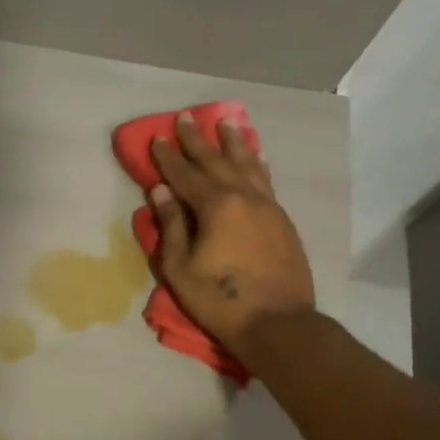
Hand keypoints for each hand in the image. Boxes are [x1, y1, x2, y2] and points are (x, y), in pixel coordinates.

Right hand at [149, 112, 317, 358]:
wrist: (277, 322)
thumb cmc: (219, 299)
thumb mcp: (180, 267)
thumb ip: (170, 225)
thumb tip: (161, 191)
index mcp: (215, 206)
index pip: (185, 175)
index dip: (169, 157)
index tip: (157, 138)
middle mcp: (244, 196)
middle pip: (217, 161)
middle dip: (198, 140)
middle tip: (186, 117)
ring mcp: (267, 206)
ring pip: (248, 165)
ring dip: (234, 143)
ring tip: (227, 123)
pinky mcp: (281, 220)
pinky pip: (265, 181)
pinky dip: (256, 164)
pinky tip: (255, 157)